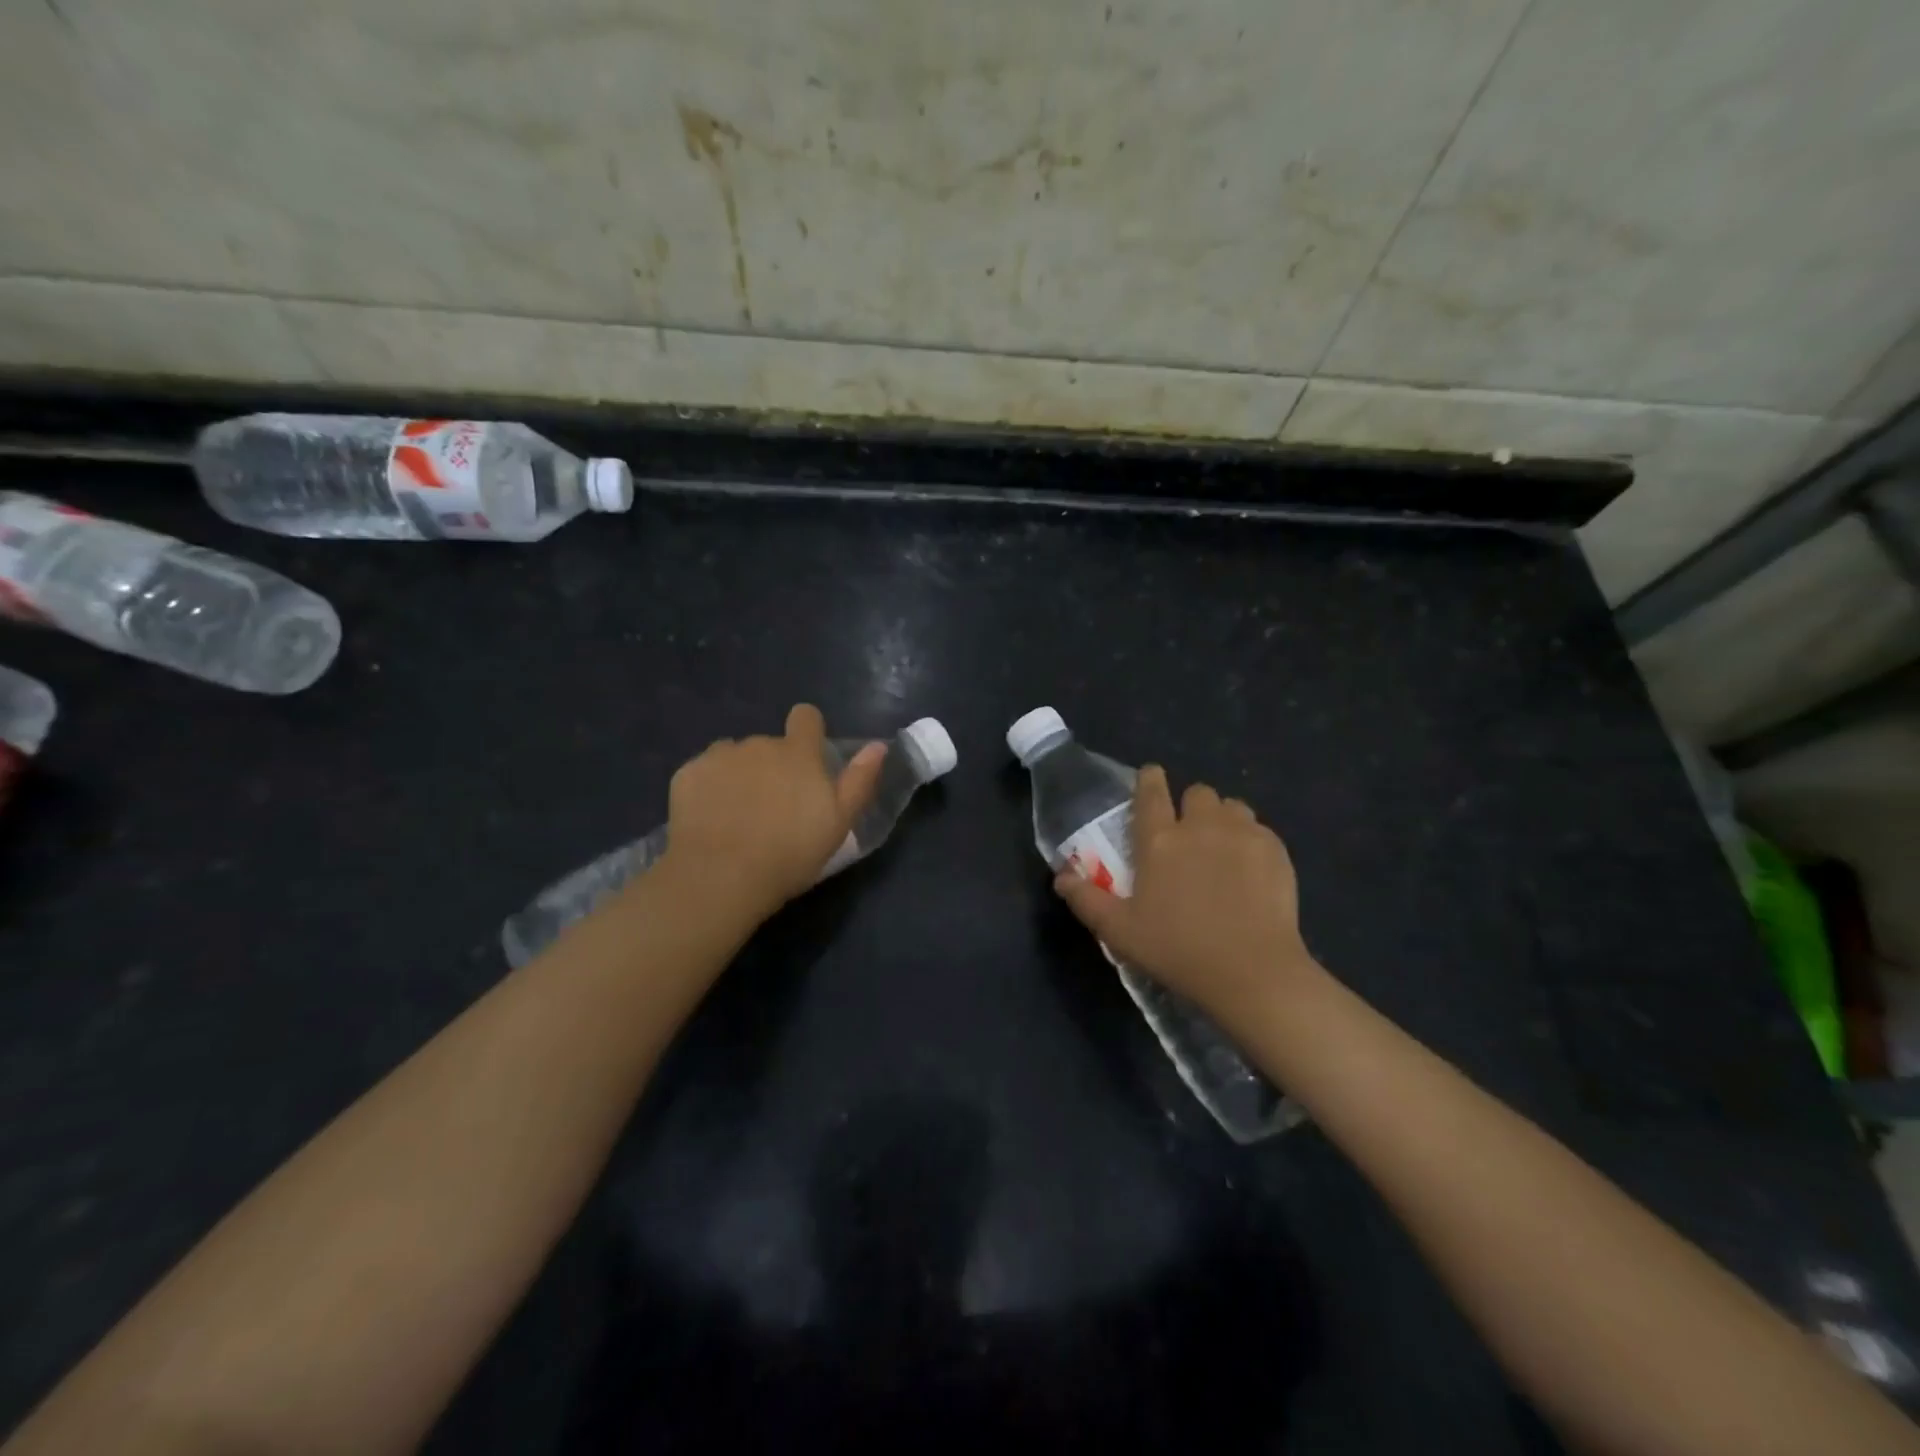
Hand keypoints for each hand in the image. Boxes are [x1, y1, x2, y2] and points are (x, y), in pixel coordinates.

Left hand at [656, 704, 885, 920]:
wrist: (721, 877)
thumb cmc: (790, 853)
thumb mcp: (838, 823)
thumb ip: (859, 780)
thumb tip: (878, 746)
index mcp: (799, 753)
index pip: (806, 716)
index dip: (808, 732)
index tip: (807, 760)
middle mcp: (760, 743)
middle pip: (770, 744)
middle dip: (773, 766)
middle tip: (774, 809)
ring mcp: (720, 756)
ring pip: (735, 756)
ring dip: (741, 775)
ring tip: (739, 816)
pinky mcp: (688, 773)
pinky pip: (704, 772)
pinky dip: (709, 788)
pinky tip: (711, 819)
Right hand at [1052, 765, 1321, 1031]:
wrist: (1252, 972)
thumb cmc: (1177, 950)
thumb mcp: (1120, 931)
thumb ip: (1086, 899)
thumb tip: (1061, 876)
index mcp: (1159, 840)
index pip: (1150, 791)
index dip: (1149, 779)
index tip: (1151, 779)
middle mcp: (1200, 826)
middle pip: (1197, 792)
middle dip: (1191, 805)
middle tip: (1189, 834)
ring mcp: (1242, 835)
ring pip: (1232, 806)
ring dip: (1223, 819)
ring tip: (1223, 848)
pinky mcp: (1275, 850)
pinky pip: (1260, 829)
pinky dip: (1252, 840)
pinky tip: (1251, 870)